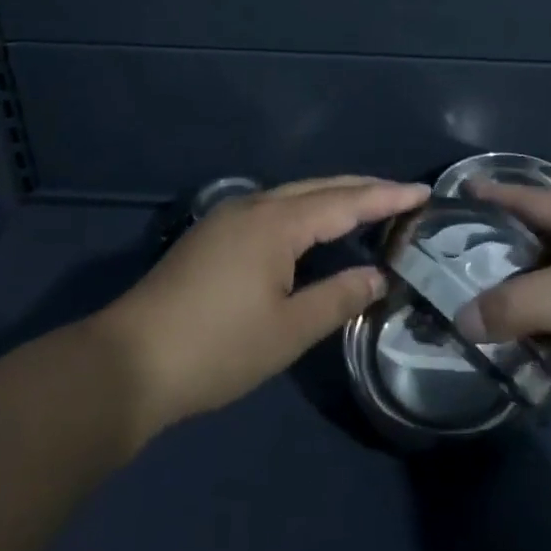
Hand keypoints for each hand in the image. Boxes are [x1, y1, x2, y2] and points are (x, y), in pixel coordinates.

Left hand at [95, 176, 427, 434]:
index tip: (423, 192)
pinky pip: (273, 208)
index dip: (386, 197)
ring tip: (367, 206)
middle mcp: (254, 206)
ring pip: (293, 195)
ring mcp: (228, 218)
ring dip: (332, 197)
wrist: (127, 363)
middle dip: (363, 188)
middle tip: (401, 195)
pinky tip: (312, 229)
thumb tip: (377, 276)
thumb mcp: (288, 331)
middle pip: (319, 187)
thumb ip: (338, 298)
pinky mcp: (212, 236)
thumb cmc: (216, 348)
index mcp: (276, 222)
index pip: (345, 201)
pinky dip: (305, 211)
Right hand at [457, 183, 550, 411]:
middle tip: (452, 271)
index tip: (458, 192)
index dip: (495, 194)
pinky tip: (530, 350)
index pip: (531, 199)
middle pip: (540, 247)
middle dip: (500, 256)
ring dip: (525, 302)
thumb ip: (521, 306)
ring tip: (480, 316)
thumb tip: (463, 321)